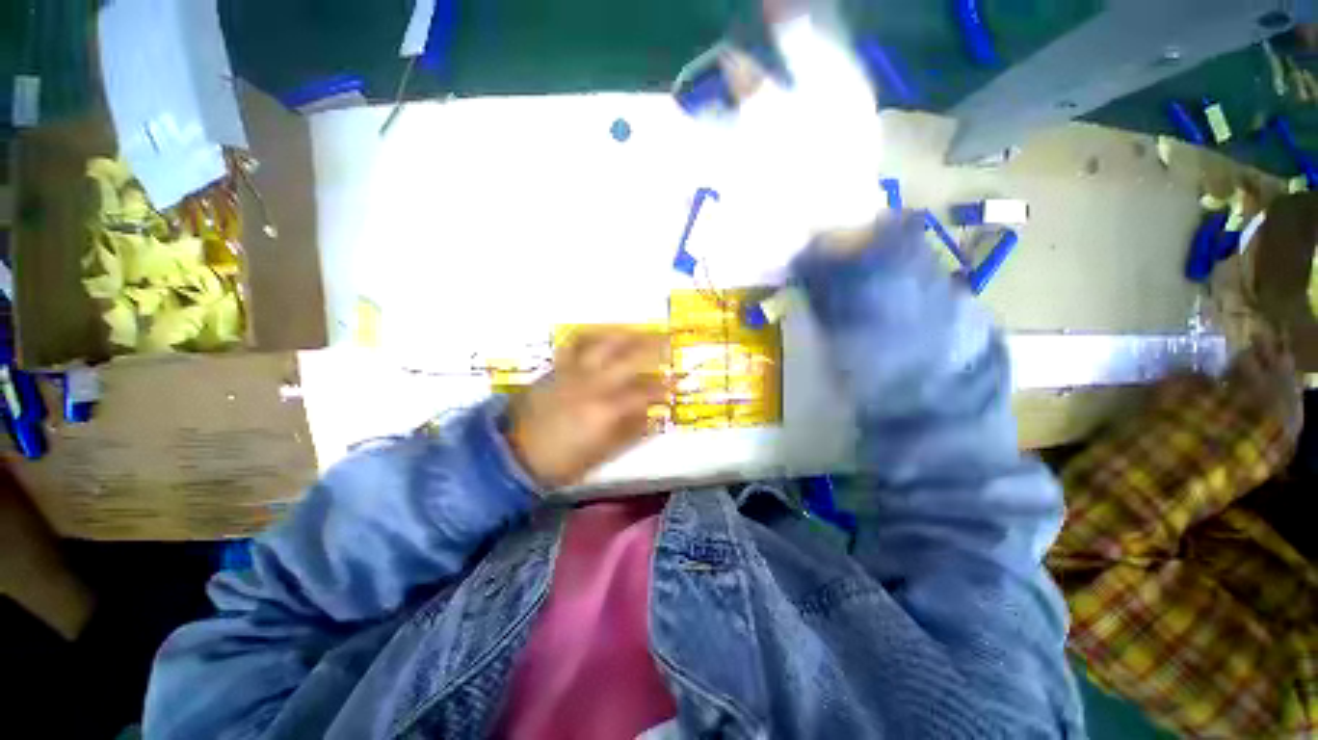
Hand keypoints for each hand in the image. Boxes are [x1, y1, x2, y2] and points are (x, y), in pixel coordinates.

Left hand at [506, 330, 669, 488]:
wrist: (514, 454)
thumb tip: (652, 415)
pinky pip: (576, 343)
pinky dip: (594, 335)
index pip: (643, 392)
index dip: (662, 387)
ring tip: (643, 331)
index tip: (674, 384)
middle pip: (629, 358)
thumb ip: (630, 433)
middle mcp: (592, 384)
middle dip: (654, 348)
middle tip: (670, 343)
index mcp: (605, 411)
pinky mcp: (558, 367)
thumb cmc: (561, 461)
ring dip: (628, 335)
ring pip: (604, 343)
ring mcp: (574, 372)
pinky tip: (606, 335)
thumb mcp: (601, 455)